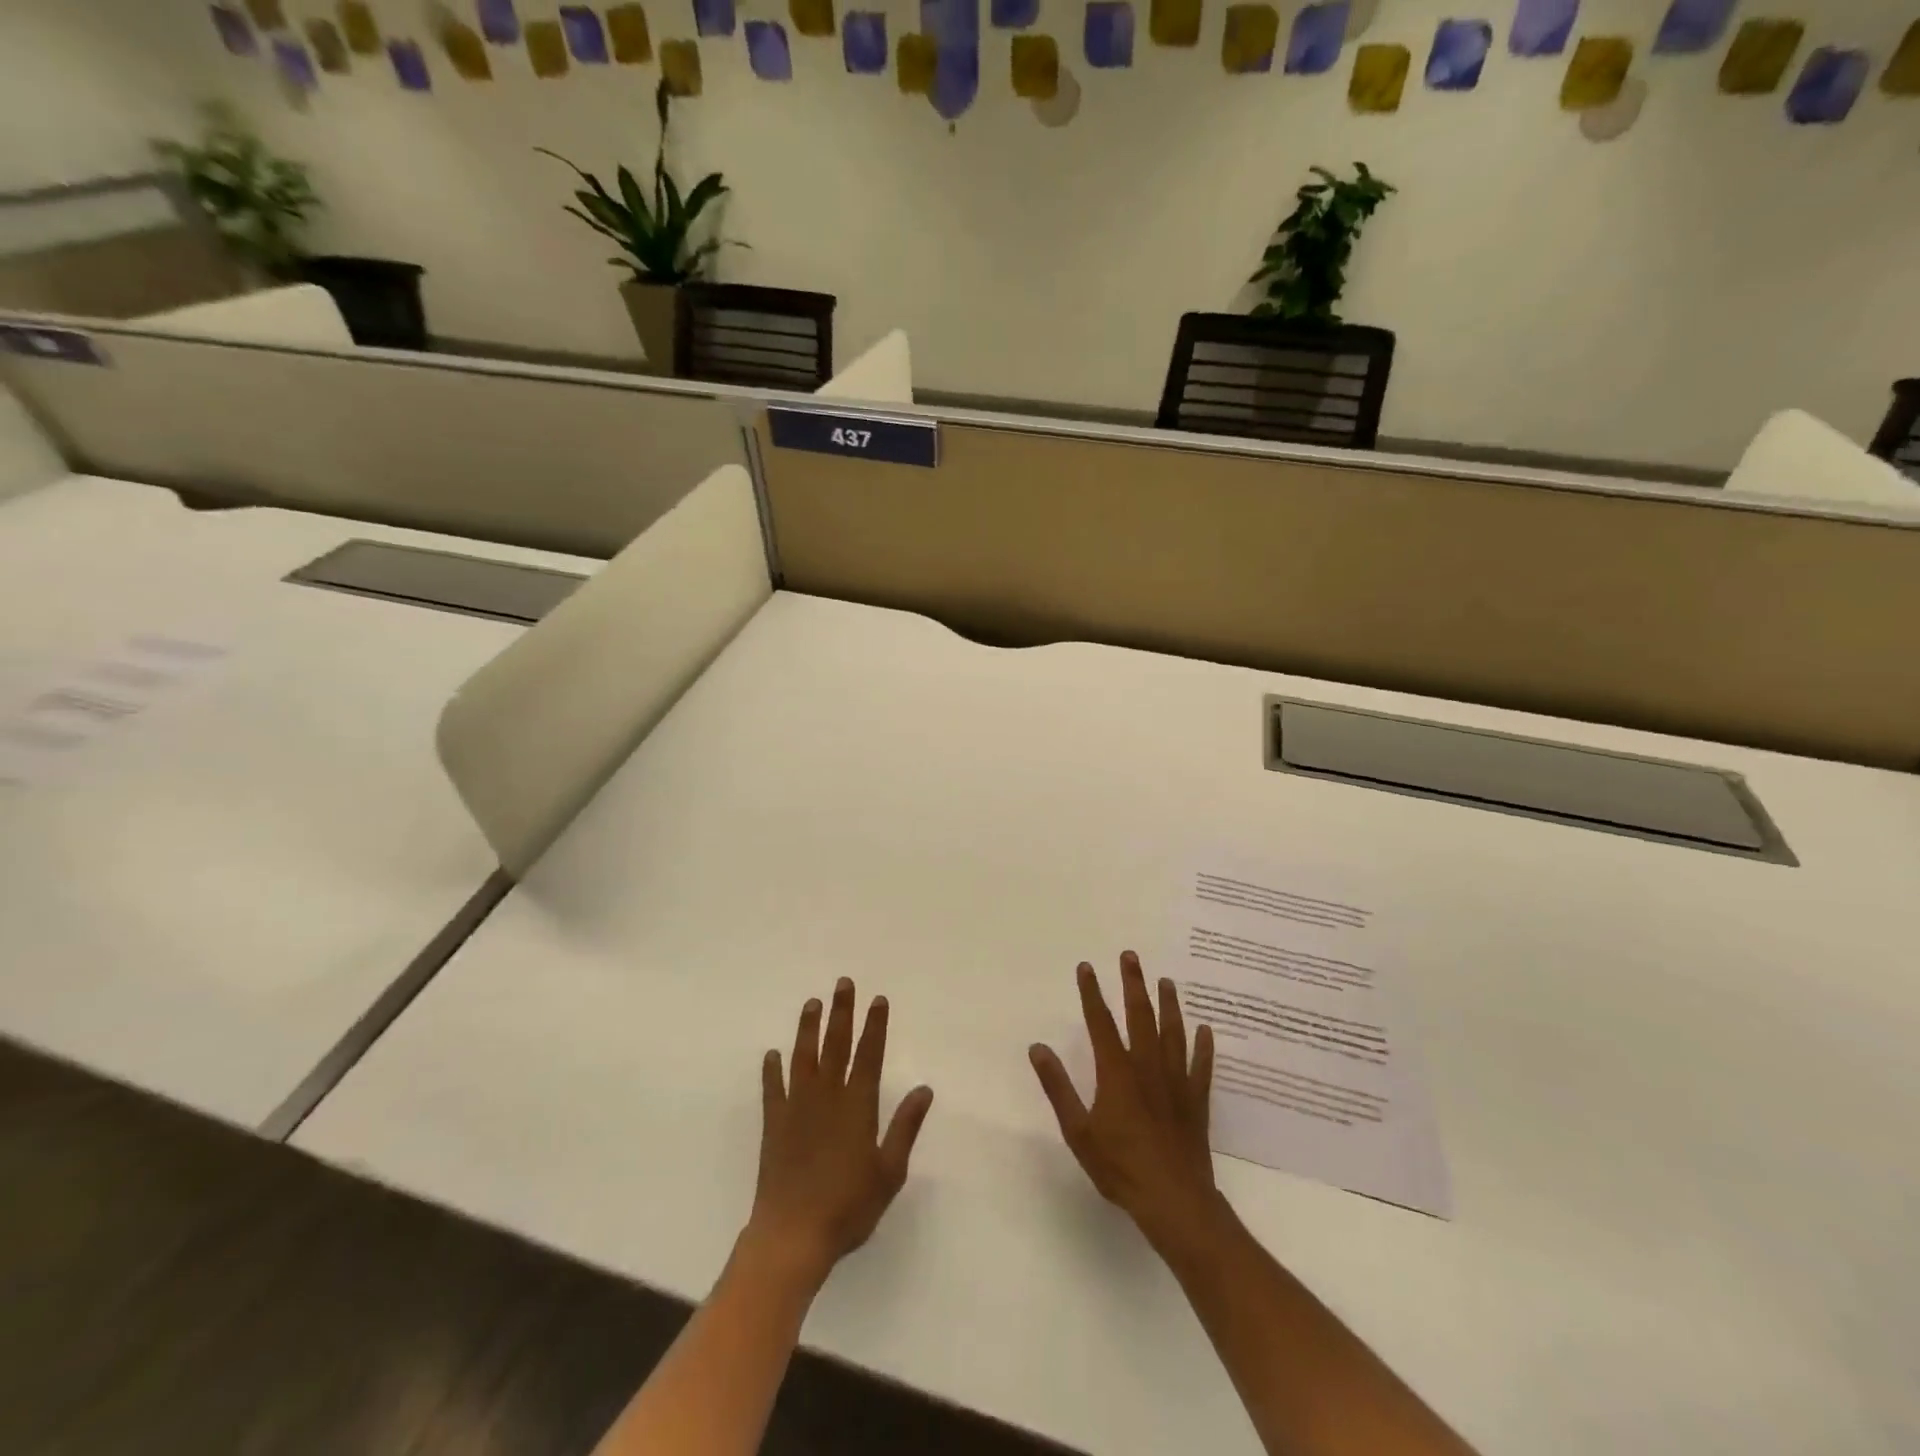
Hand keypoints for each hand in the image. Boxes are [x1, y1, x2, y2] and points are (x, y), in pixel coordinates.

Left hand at [744, 978, 934, 1289]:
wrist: (792, 1235)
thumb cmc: (848, 1207)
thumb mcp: (889, 1171)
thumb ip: (905, 1126)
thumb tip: (925, 1089)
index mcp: (858, 1106)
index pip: (870, 1055)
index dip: (875, 1026)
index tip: (878, 999)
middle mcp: (827, 1097)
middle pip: (836, 1045)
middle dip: (841, 1012)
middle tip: (843, 983)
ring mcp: (797, 1107)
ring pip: (804, 1057)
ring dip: (808, 1028)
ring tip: (812, 1002)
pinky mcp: (774, 1124)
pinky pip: (773, 1089)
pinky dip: (772, 1070)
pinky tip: (772, 1054)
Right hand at [1029, 952, 1219, 1251]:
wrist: (1174, 1200)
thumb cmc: (1120, 1167)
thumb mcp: (1078, 1130)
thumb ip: (1058, 1087)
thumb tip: (1038, 1048)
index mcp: (1116, 1071)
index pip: (1100, 1022)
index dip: (1092, 993)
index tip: (1086, 966)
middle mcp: (1147, 1066)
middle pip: (1140, 1016)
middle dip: (1133, 984)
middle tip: (1131, 956)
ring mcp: (1176, 1082)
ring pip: (1173, 1033)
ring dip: (1169, 1005)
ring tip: (1166, 981)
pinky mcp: (1196, 1101)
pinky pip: (1201, 1066)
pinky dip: (1204, 1046)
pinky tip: (1206, 1030)